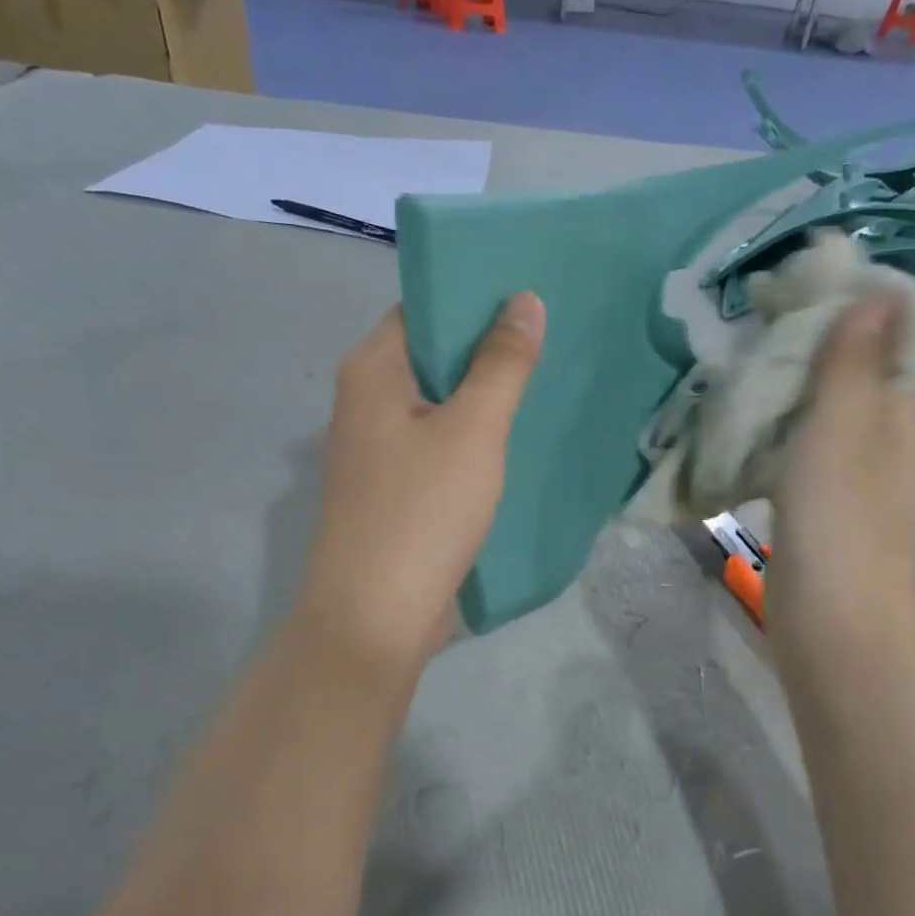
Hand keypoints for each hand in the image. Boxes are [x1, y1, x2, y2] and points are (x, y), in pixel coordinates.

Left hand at [298, 295, 546, 678]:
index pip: (422, 309)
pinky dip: (469, 438)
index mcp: (371, 371)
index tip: (529, 297)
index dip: (473, 298)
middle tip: (551, 339)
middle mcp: (363, 402)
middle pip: (430, 357)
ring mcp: (374, 451)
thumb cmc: (422, 512)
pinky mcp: (390, 491)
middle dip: (486, 349)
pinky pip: (434, 446)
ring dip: (481, 396)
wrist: (374, 618)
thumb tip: (524, 300)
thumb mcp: (473, 431)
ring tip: (543, 383)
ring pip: (435, 405)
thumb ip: (501, 364)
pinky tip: (512, 442)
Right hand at [770, 298, 914, 662]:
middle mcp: (882, 439)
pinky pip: (798, 448)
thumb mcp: (841, 439)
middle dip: (814, 334)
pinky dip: (774, 426)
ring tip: (740, 358)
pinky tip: (739, 423)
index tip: (808, 275)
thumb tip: (874, 293)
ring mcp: (850, 476)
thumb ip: (850, 369)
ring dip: (788, 380)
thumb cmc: (839, 533)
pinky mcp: (817, 506)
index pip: (898, 335)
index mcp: (899, 416)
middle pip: (856, 368)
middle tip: (757, 314)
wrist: (835, 635)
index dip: (862, 297)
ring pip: (823, 408)